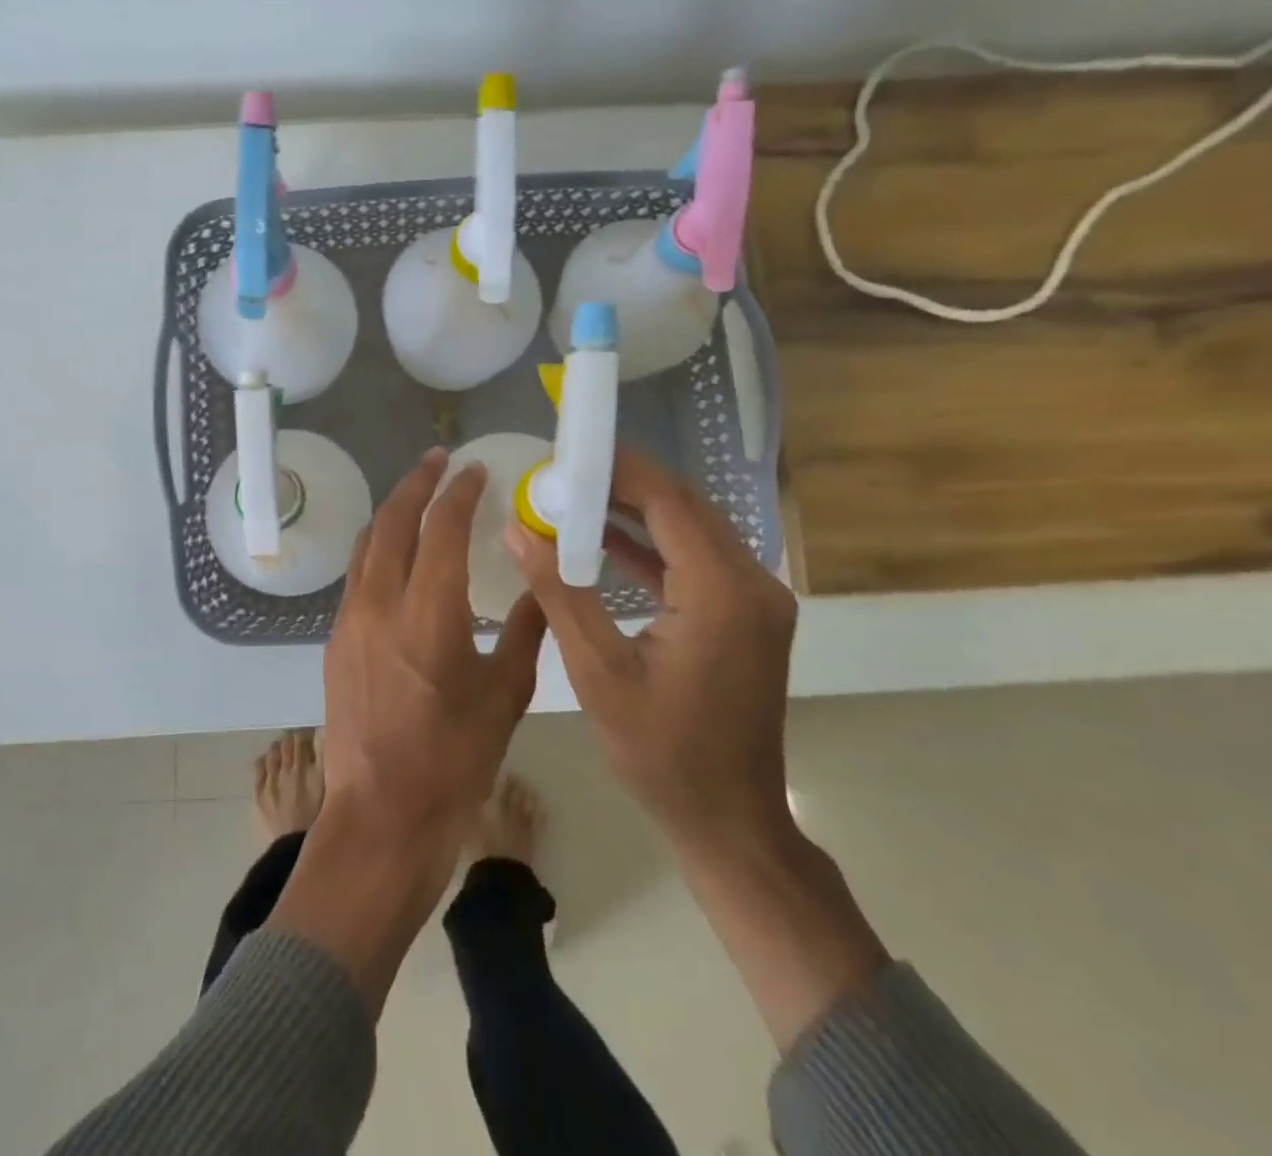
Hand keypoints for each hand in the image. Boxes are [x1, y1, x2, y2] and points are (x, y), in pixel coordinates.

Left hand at [265, 448, 545, 1011]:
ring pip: (367, 545)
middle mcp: (380, 603)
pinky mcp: (335, 641)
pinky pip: (357, 576)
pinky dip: (378, 548)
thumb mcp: (505, 694)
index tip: (475, 470)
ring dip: (391, 512)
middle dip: (416, 483)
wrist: (382, 814)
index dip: (459, 491)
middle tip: (438, 461)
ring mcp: (350, 621)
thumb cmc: (454, 760)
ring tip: (415, 495)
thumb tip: (541, 584)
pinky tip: (397, 555)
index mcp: (429, 613)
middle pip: (392, 521)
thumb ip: (525, 630)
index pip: (442, 527)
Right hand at [504, 447, 797, 858]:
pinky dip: (652, 546)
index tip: (567, 452)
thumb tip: (516, 528)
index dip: (618, 468)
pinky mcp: (747, 615)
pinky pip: (697, 560)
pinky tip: (605, 540)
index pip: (669, 500)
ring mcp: (756, 599)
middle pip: (685, 506)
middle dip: (624, 483)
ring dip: (637, 510)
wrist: (728, 819)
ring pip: (693, 529)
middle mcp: (753, 582)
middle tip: (563, 472)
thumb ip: (558, 590)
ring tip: (575, 497)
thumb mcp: (597, 670)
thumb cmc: (660, 752)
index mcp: (722, 591)